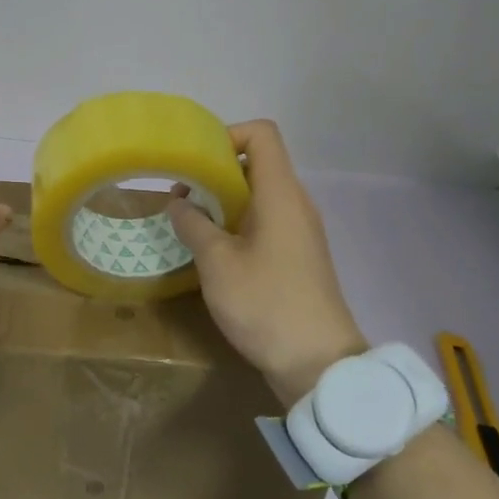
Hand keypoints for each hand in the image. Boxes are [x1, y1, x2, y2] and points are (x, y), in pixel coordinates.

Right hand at [167, 120, 366, 405]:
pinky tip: (213, 250)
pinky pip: (265, 220)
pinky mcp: (298, 255)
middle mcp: (295, 203)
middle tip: (181, 196)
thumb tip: (179, 202)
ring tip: (190, 223)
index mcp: (280, 193)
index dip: (227, 135)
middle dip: (215, 172)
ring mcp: (299, 230)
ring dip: (223, 200)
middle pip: (256, 163)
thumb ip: (194, 224)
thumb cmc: (266, 303)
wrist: (319, 364)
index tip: (196, 161)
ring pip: (258, 194)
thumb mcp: (217, 263)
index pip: (262, 134)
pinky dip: (237, 222)